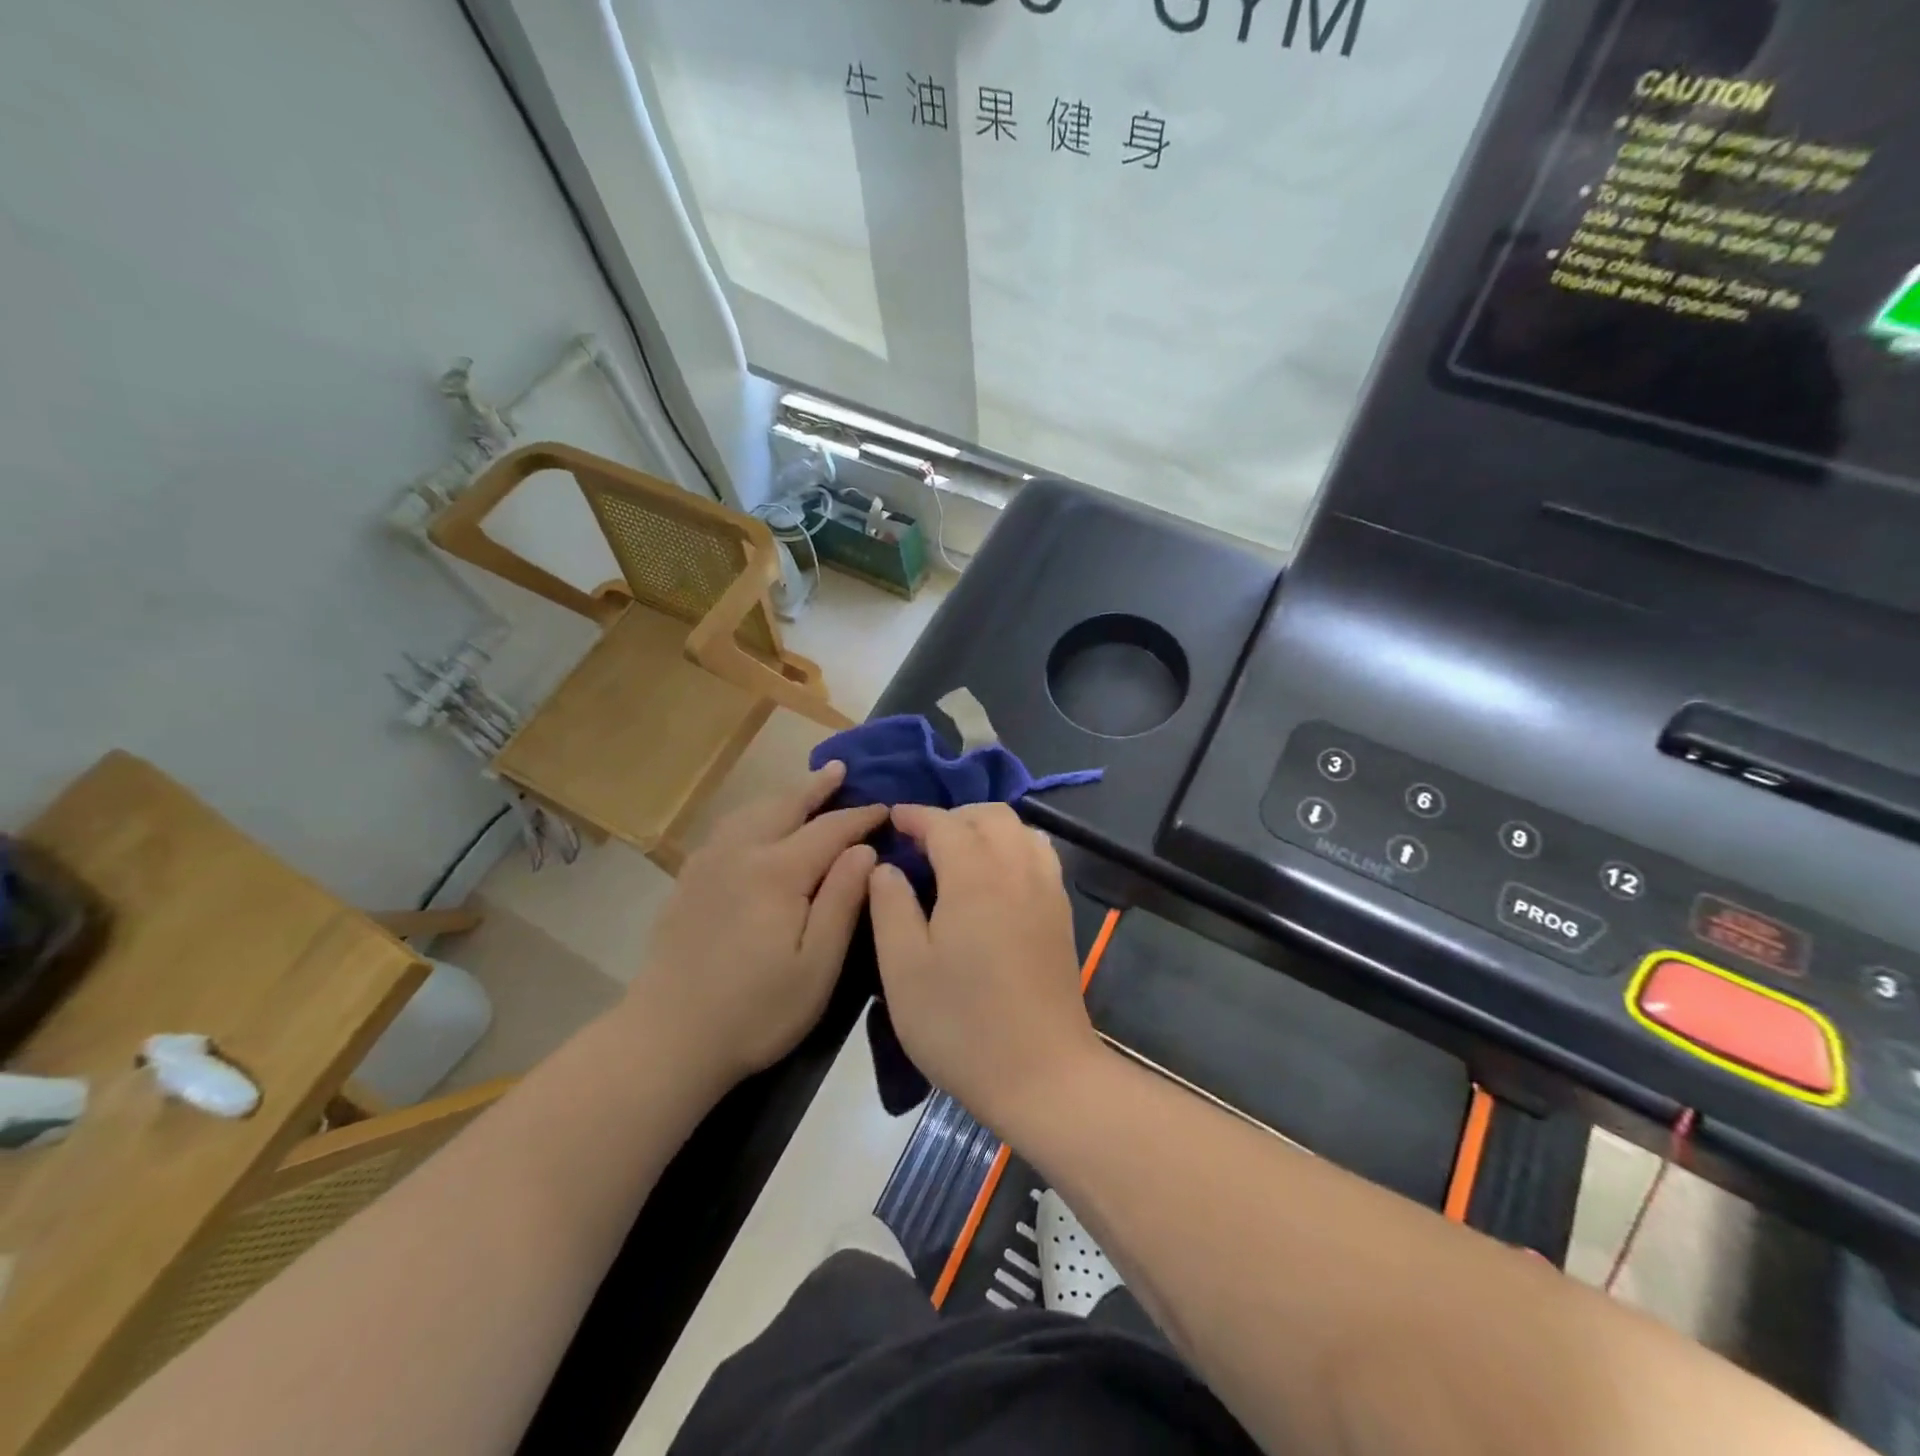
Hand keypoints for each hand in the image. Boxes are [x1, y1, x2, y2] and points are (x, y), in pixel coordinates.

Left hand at [629, 762, 885, 1083]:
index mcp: (778, 872)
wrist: (667, 1038)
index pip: (829, 830)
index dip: (860, 817)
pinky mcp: (688, 881)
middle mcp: (741, 853)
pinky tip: (757, 826)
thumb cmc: (756, 1010)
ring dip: (783, 796)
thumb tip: (864, 850)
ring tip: (803, 788)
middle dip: (816, 787)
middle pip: (785, 806)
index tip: (886, 808)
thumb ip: (843, 900)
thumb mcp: (817, 965)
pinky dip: (753, 814)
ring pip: (752, 812)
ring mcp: (708, 864)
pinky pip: (727, 829)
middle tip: (840, 770)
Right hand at [868, 803, 1101, 1130]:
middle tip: (921, 840)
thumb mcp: (904, 968)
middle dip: (953, 816)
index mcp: (975, 876)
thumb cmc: (961, 1024)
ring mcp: (1047, 890)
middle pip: (990, 815)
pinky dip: (1014, 846)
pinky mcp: (1062, 913)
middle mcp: (1017, 869)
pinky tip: (995, 878)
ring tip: (958, 854)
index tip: (891, 819)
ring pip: (1021, 830)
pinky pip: (1040, 855)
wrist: (1042, 1074)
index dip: (915, 815)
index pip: (944, 823)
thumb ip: (890, 906)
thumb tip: (884, 867)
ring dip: (987, 828)